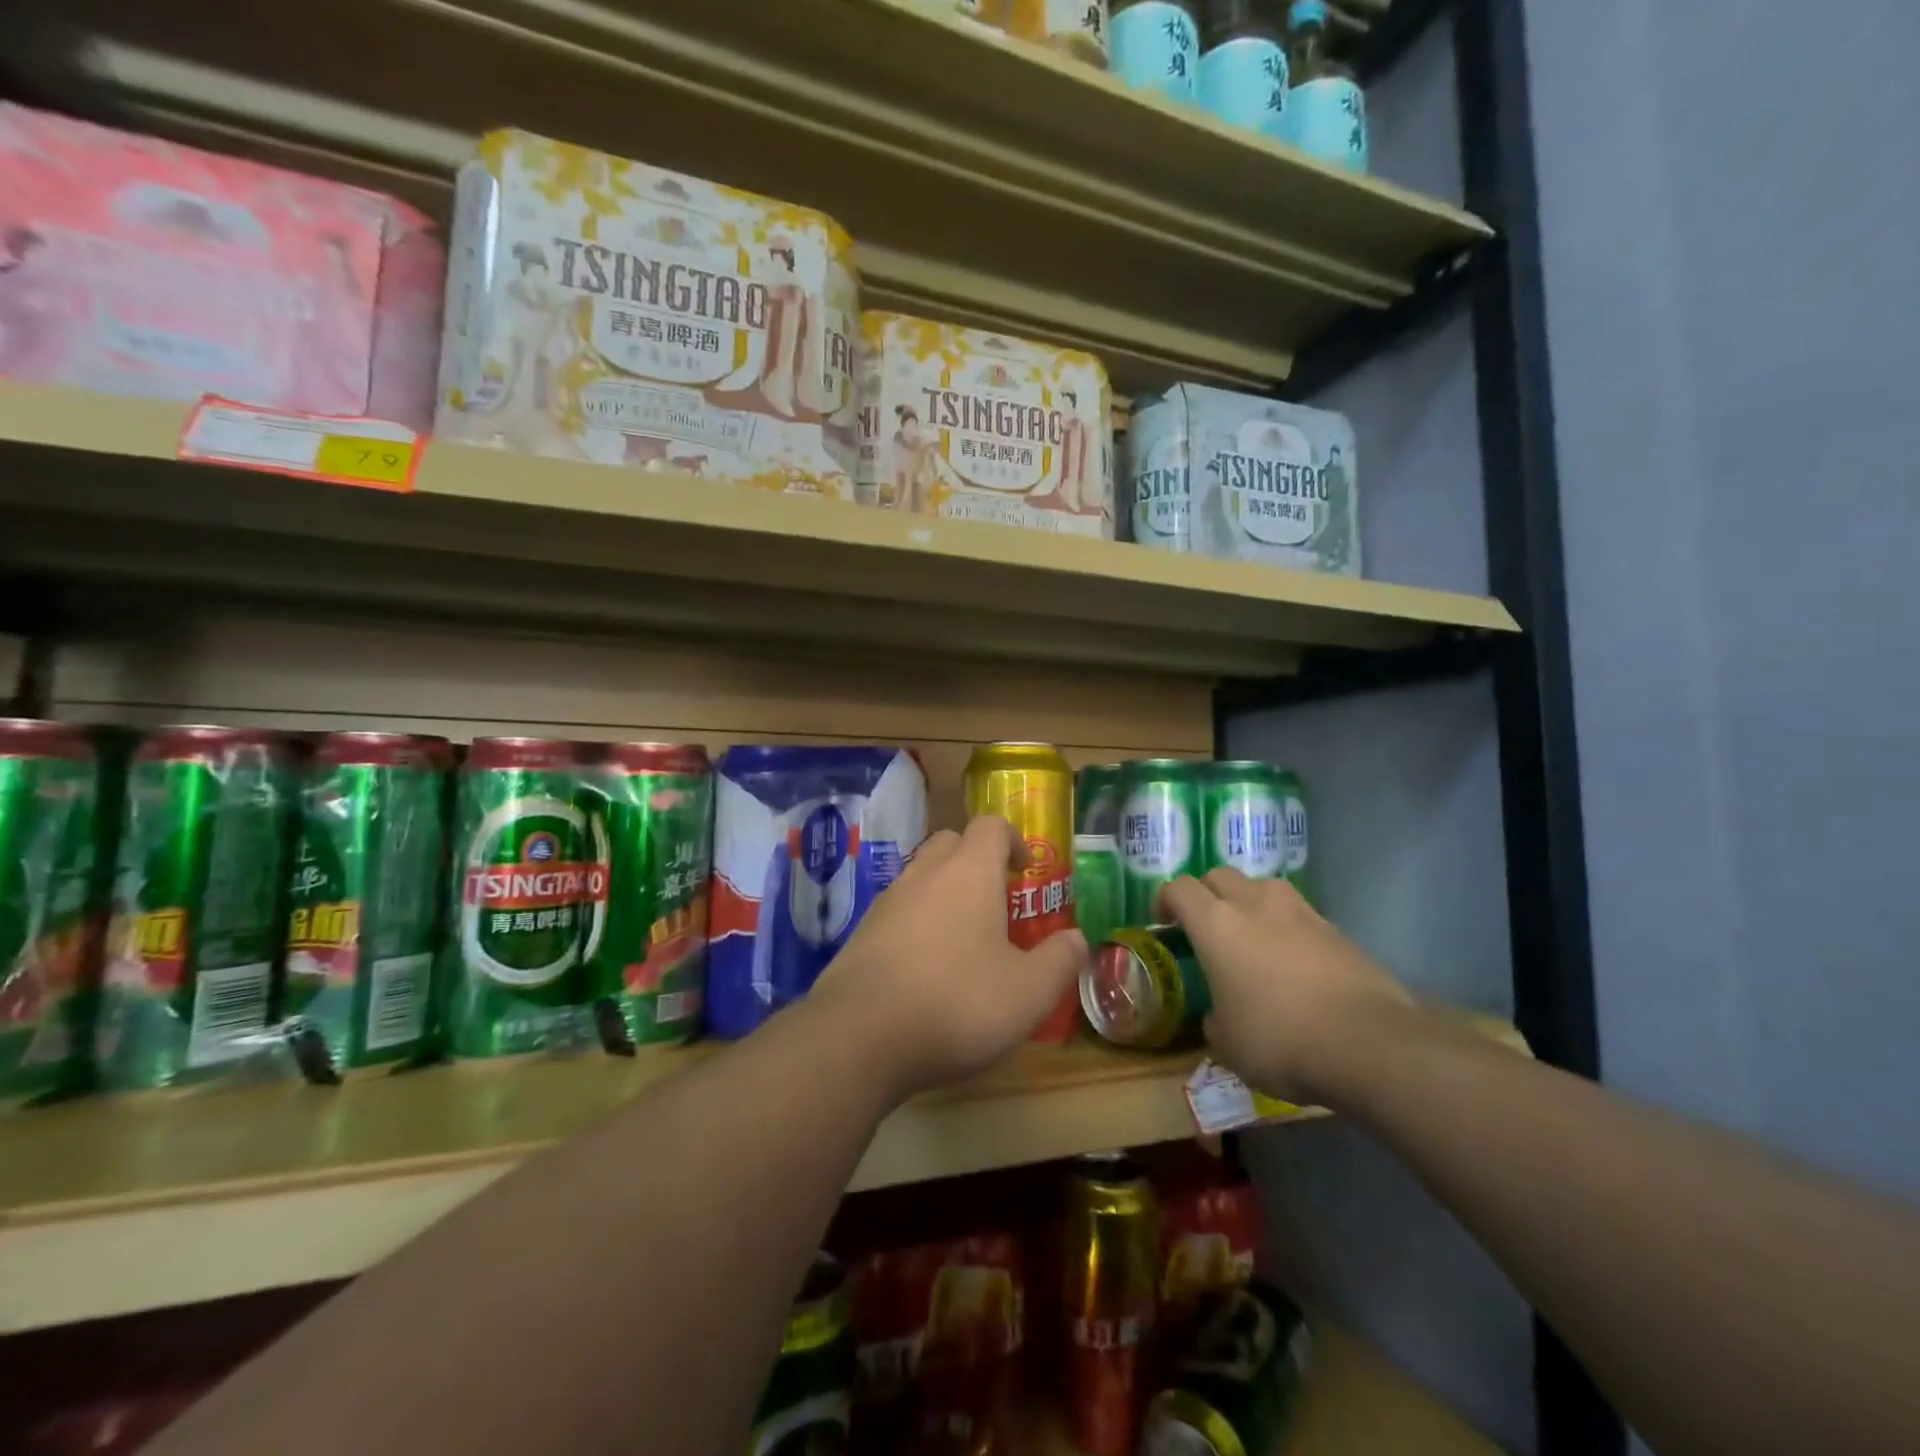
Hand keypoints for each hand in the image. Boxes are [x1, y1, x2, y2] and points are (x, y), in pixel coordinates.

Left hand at [812, 816, 1086, 1100]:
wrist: (860, 1035)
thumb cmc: (957, 1003)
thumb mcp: (1029, 992)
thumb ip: (1060, 960)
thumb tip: (1077, 938)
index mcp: (969, 873)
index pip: (991, 827)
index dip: (1012, 840)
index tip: (1025, 869)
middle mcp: (925, 874)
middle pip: (951, 842)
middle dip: (976, 860)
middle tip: (997, 899)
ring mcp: (887, 901)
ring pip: (921, 876)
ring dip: (945, 891)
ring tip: (964, 937)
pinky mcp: (861, 933)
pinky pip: (898, 910)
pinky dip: (917, 922)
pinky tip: (926, 966)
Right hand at [1159, 870, 1412, 1104]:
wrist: (1370, 1043)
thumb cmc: (1280, 1039)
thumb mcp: (1228, 1044)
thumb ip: (1215, 1020)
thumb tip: (1219, 1016)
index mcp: (1216, 924)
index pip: (1179, 889)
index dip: (1165, 900)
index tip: (1163, 921)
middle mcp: (1255, 905)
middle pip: (1220, 875)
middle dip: (1207, 894)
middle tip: (1205, 926)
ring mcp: (1301, 913)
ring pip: (1264, 887)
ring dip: (1250, 903)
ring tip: (1252, 936)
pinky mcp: (1337, 930)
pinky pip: (1300, 915)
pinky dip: (1288, 928)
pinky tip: (1294, 962)